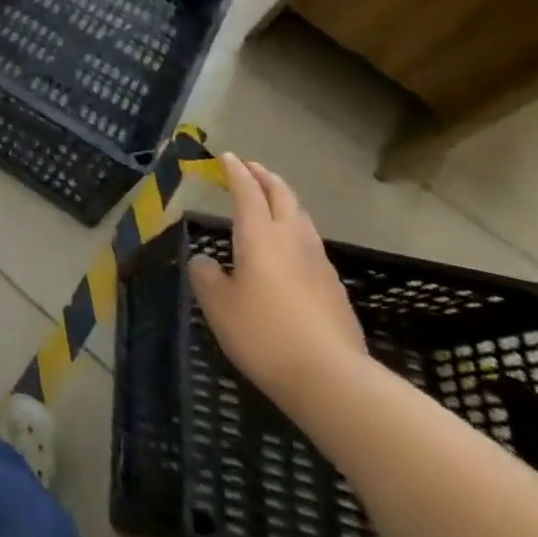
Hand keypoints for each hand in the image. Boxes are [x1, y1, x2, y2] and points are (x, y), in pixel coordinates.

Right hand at [188, 154, 365, 404]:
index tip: (226, 157)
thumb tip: (203, 261)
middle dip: (264, 176)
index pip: (247, 190)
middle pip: (281, 194)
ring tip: (271, 200)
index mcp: (259, 234)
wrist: (332, 379)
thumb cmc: (265, 334)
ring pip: (301, 216)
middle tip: (250, 168)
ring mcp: (318, 261)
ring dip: (284, 200)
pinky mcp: (334, 287)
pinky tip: (291, 248)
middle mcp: (291, 238)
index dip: (235, 171)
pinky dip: (297, 230)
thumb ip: (206, 277)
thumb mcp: (219, 307)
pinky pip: (312, 243)